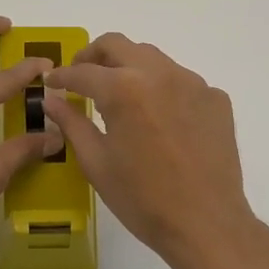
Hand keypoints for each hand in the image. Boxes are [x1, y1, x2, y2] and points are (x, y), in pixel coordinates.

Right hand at [41, 34, 262, 268]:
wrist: (206, 223)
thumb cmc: (143, 199)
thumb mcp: (97, 163)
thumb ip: (73, 123)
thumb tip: (52, 99)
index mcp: (124, 90)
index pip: (83, 71)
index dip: (62, 76)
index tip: (52, 82)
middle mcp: (159, 74)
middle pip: (119, 45)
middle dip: (94, 56)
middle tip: (82, 75)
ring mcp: (193, 83)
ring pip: (153, 59)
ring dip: (129, 68)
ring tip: (120, 96)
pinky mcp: (216, 99)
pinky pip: (181, 81)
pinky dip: (162, 89)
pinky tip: (159, 119)